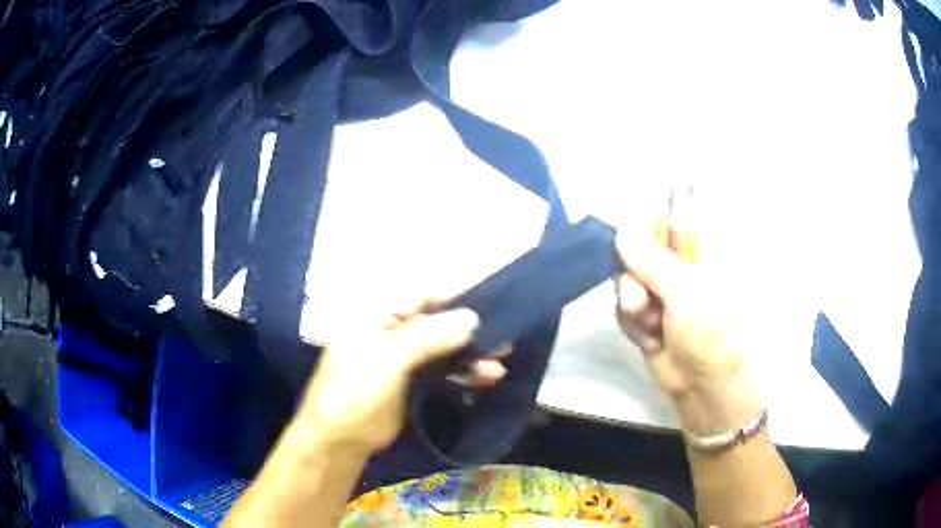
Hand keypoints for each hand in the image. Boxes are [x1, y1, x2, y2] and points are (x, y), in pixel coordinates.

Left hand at [292, 302, 503, 454]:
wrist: (340, 441)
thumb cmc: (354, 393)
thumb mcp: (387, 361)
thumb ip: (427, 338)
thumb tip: (471, 318)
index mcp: (377, 315)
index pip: (422, 294)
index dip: (455, 292)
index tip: (491, 290)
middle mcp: (393, 330)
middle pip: (438, 321)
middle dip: (469, 327)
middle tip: (504, 331)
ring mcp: (405, 357)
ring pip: (445, 348)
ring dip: (472, 353)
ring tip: (502, 359)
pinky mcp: (414, 381)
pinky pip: (445, 370)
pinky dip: (465, 372)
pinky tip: (488, 377)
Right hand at [615, 235, 745, 398]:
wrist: (701, 389)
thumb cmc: (709, 338)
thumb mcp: (687, 299)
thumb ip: (654, 264)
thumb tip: (621, 232)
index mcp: (702, 253)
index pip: (671, 219)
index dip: (647, 226)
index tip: (632, 244)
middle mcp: (682, 266)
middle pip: (640, 250)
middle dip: (635, 280)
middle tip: (642, 303)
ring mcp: (663, 291)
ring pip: (627, 280)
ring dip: (634, 308)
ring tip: (652, 329)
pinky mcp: (647, 313)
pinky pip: (623, 306)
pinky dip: (632, 324)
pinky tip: (649, 339)